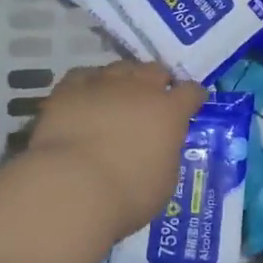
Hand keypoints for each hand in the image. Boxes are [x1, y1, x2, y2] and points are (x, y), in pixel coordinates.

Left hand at [25, 62, 206, 242]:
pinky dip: (90, 83)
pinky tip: (87, 95)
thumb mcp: (164, 181)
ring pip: (121, 67)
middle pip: (155, 71)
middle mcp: (140, 89)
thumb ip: (166, 155)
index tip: (192, 103)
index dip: (192, 96)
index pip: (190, 91)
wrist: (72, 188)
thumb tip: (160, 147)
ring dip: (125, 79)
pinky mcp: (70, 89)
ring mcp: (104, 84)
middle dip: (157, 82)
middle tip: (152, 100)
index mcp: (169, 112)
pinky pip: (84, 75)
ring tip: (118, 95)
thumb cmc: (127, 195)